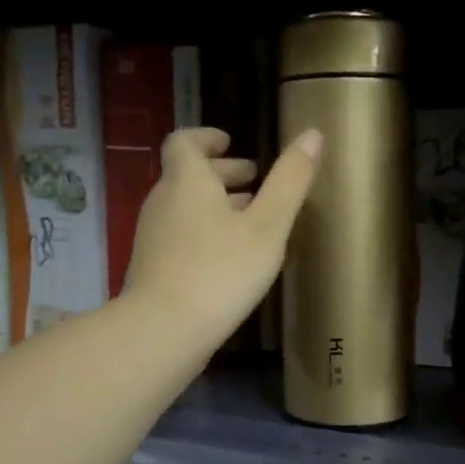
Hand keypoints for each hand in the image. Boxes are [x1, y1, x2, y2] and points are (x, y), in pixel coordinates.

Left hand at [124, 126, 322, 352]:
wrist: (164, 329)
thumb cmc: (221, 270)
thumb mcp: (267, 226)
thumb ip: (289, 181)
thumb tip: (313, 134)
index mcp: (187, 181)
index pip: (185, 142)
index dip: (207, 138)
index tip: (231, 143)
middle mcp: (163, 201)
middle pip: (187, 175)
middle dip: (221, 174)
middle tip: (255, 181)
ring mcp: (152, 236)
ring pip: (185, 208)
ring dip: (215, 205)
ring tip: (250, 220)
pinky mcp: (151, 268)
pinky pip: (180, 236)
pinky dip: (204, 232)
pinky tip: (228, 258)